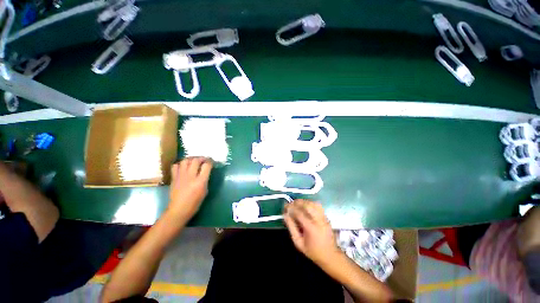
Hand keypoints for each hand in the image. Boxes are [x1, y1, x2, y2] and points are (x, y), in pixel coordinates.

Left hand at [168, 157, 212, 220]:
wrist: (179, 210)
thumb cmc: (195, 203)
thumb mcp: (205, 191)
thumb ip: (205, 179)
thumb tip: (206, 172)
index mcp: (200, 181)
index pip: (206, 165)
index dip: (210, 162)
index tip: (211, 162)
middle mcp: (190, 176)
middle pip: (196, 160)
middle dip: (201, 158)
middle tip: (204, 160)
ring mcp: (181, 176)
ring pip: (185, 161)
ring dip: (191, 159)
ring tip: (194, 161)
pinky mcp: (174, 178)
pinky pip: (175, 166)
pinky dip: (180, 164)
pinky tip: (183, 167)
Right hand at [284, 199, 340, 266]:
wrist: (330, 256)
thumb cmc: (312, 251)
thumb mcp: (298, 243)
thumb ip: (291, 228)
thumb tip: (285, 215)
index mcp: (311, 228)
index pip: (299, 213)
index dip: (291, 208)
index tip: (285, 207)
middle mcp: (318, 220)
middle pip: (307, 205)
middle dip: (297, 202)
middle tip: (290, 203)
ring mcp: (324, 218)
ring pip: (313, 203)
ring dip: (304, 201)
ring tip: (297, 203)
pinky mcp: (326, 217)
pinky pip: (318, 206)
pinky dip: (311, 203)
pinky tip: (306, 206)